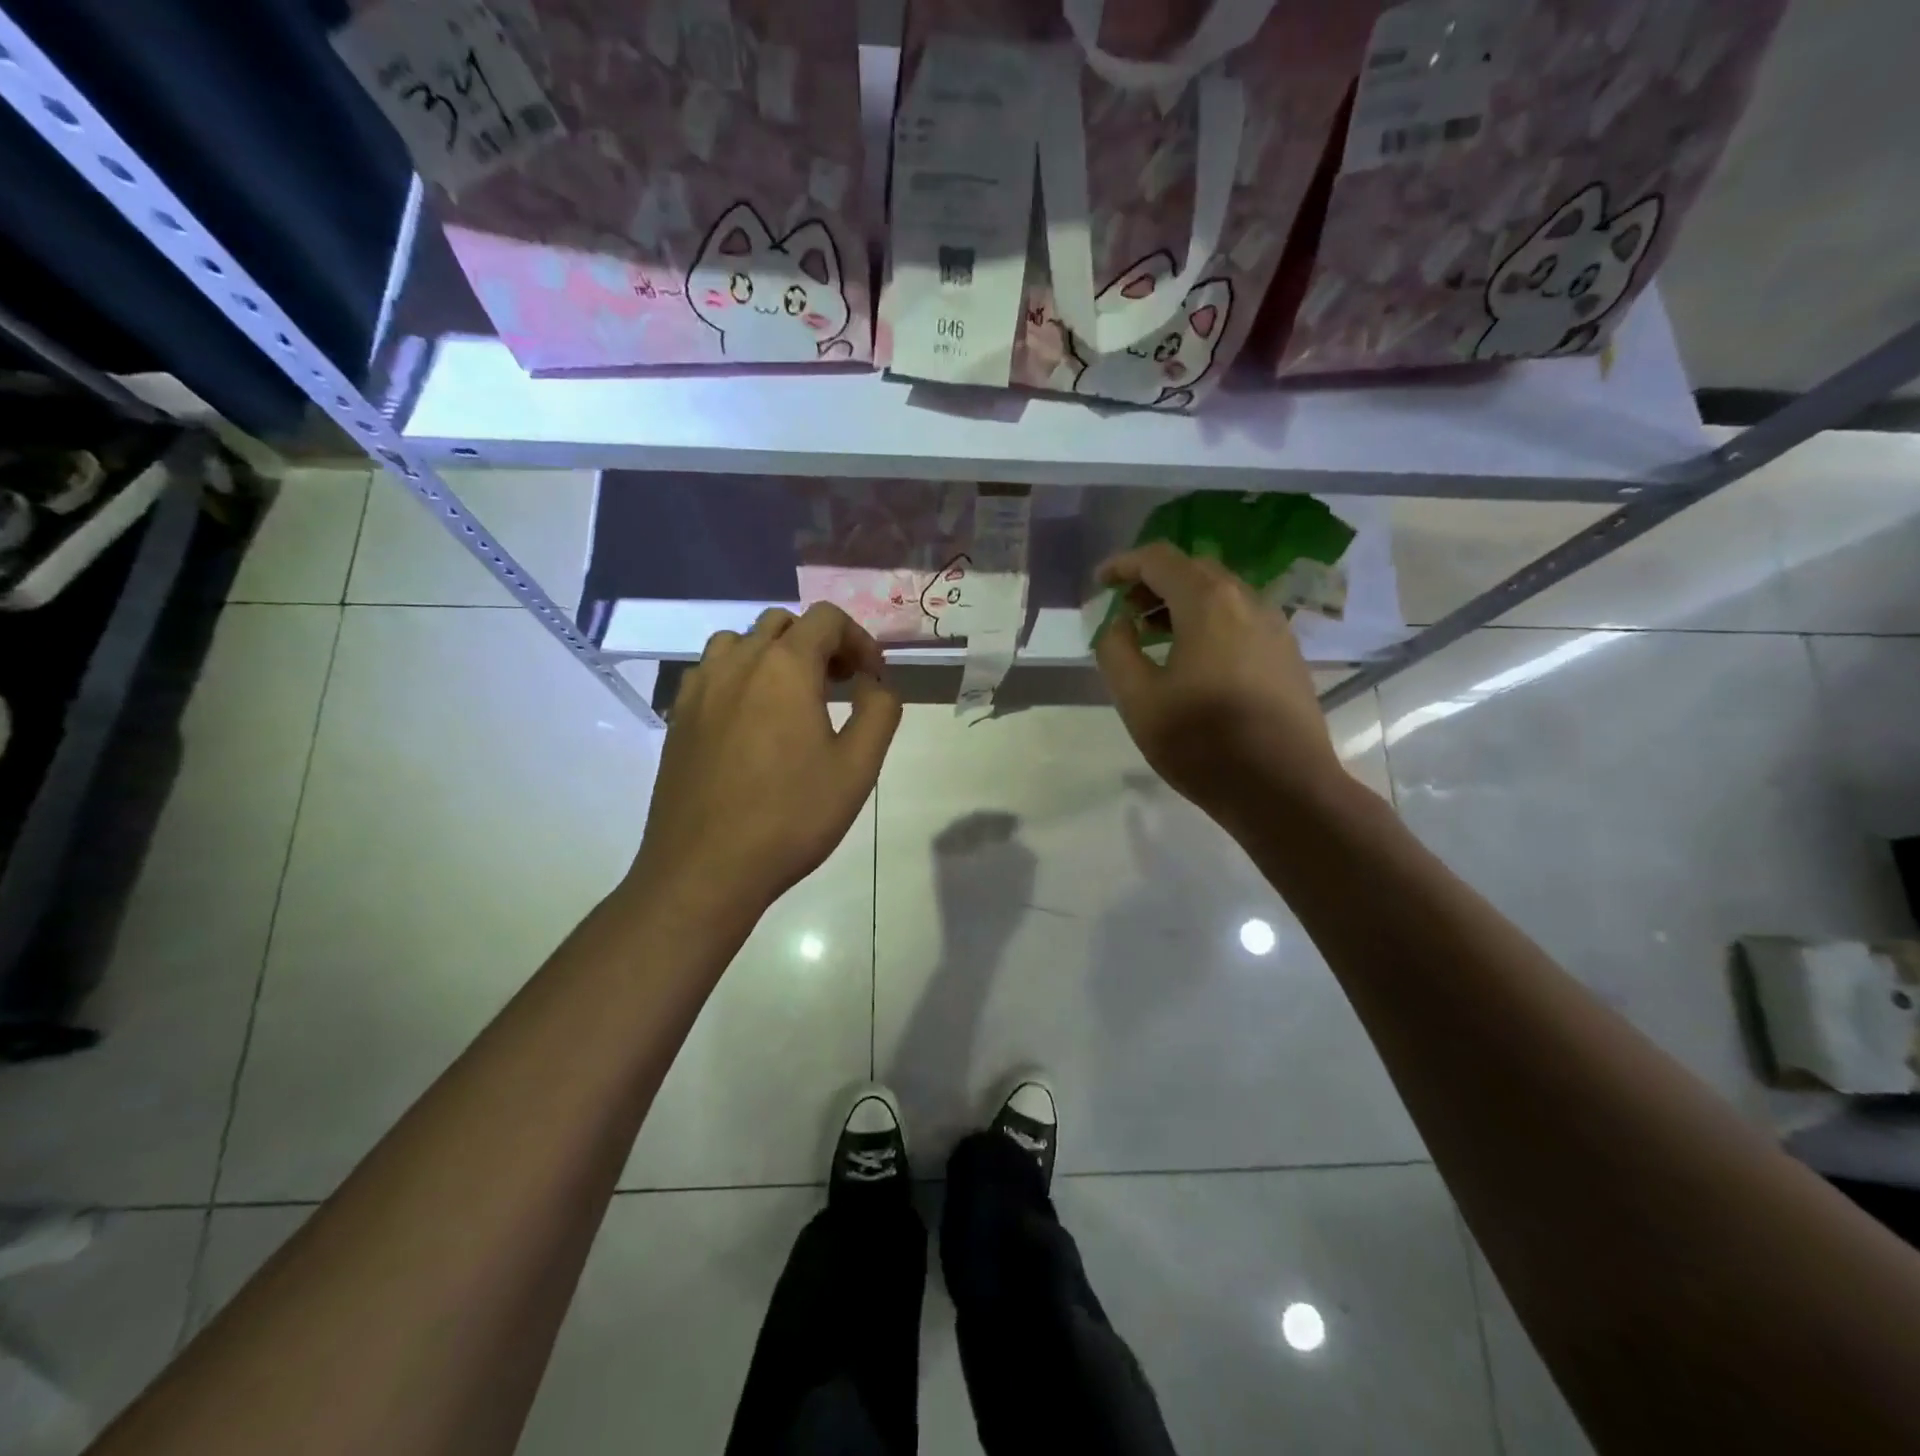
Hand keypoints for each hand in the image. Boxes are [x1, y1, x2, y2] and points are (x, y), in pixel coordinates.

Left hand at [630, 604, 900, 913]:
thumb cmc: (791, 817)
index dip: (858, 639)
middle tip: (839, 685)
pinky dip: (739, 677)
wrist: (706, 868)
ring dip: (774, 655)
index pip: (826, 618)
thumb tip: (875, 683)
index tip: (871, 678)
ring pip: (740, 641)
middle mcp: (737, 663)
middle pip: (782, 623)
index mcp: (784, 667)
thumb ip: (879, 712)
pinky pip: (711, 672)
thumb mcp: (858, 768)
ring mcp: (699, 688)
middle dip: (818, 644)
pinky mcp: (678, 717)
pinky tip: (750, 721)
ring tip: (792, 698)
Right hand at [1093, 542, 1343, 831]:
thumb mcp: (1138, 699)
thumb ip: (1116, 651)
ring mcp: (1274, 626)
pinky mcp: (1287, 653)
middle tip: (1126, 610)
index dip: (1124, 564)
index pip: (1159, 559)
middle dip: (1154, 581)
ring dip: (1182, 601)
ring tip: (1154, 634)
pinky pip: (1241, 618)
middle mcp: (1247, 600)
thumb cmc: (1202, 742)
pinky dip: (1209, 621)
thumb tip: (1120, 625)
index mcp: (1208, 603)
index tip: (1101, 583)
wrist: (1284, 788)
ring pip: (1221, 593)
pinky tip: (1194, 658)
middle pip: (1194, 570)